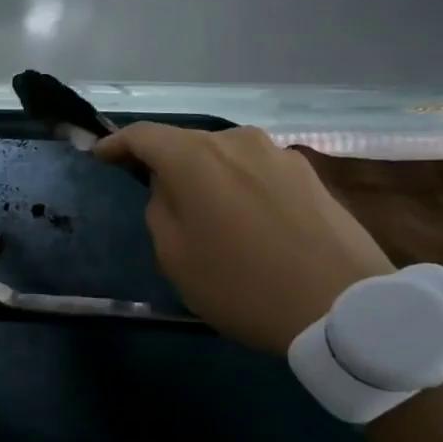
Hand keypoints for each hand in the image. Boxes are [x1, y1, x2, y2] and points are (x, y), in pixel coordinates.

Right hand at [93, 124, 392, 353]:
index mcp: (195, 158)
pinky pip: (255, 170)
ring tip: (202, 211)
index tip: (100, 157)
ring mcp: (278, 154)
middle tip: (151, 192)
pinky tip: (243, 218)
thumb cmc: (241, 284)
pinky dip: (237, 185)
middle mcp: (237, 142)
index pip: (144, 135)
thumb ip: (160, 210)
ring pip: (224, 156)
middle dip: (163, 162)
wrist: (342, 306)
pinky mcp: (308, 174)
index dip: (116, 144)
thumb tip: (170, 189)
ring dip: (204, 175)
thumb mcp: (175, 256)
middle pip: (186, 142)